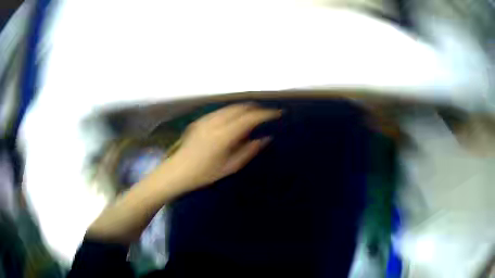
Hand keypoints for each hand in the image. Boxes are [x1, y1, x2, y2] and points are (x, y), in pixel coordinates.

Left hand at [164, 103, 280, 192]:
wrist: (177, 172)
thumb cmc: (204, 173)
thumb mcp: (230, 167)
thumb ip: (248, 151)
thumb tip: (265, 138)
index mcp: (224, 135)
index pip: (249, 118)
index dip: (265, 114)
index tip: (277, 113)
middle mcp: (215, 122)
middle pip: (240, 108)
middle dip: (255, 108)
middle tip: (266, 114)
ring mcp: (206, 119)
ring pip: (230, 107)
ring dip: (244, 108)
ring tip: (253, 115)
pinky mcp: (200, 120)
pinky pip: (220, 111)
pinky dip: (232, 111)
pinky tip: (234, 119)